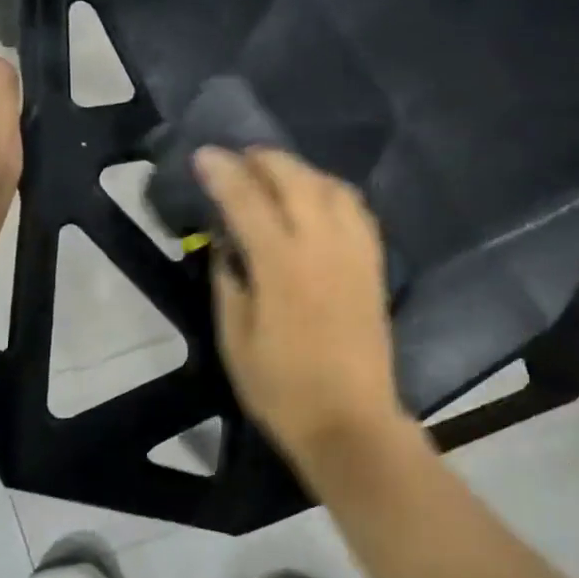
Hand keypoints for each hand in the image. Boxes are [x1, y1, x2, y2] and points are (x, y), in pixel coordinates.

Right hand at [196, 147, 409, 474]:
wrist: (350, 422)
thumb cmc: (282, 389)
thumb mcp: (236, 340)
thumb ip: (229, 282)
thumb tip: (226, 244)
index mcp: (282, 264)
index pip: (247, 199)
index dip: (222, 172)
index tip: (204, 155)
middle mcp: (323, 244)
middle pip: (295, 178)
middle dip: (264, 159)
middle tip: (240, 159)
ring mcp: (355, 251)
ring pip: (331, 186)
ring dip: (301, 170)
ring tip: (277, 175)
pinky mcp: (374, 264)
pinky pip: (357, 209)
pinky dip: (333, 192)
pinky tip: (319, 199)